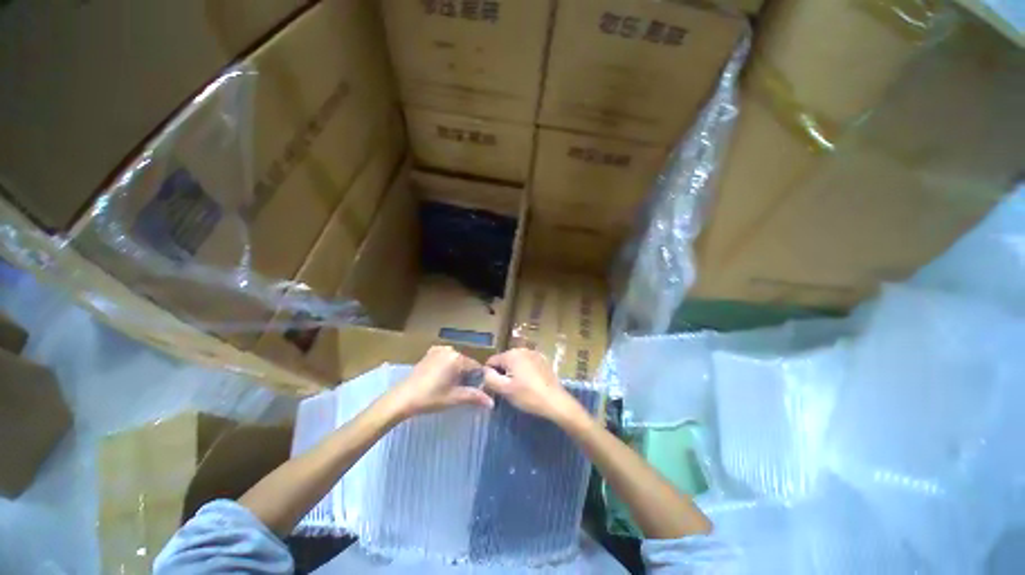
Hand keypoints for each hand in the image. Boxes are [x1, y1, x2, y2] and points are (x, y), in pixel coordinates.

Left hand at [382, 346, 493, 419]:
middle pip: (466, 363)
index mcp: (458, 358)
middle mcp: (450, 349)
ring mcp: (439, 350)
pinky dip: (447, 366)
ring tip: (450, 386)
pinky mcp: (430, 353)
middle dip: (467, 376)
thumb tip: (492, 403)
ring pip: (456, 361)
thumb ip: (475, 397)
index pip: (476, 367)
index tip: (475, 392)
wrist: (402, 398)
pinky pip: (446, 358)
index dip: (478, 380)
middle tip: (461, 391)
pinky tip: (441, 378)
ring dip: (457, 371)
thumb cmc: (430, 398)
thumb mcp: (454, 398)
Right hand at [483, 348, 585, 424]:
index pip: (491, 361)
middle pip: (504, 360)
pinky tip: (530, 384)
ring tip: (520, 388)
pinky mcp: (543, 360)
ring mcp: (534, 353)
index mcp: (511, 354)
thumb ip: (489, 378)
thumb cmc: (528, 395)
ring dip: (514, 372)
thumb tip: (485, 371)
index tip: (495, 388)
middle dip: (503, 373)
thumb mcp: (504, 389)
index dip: (490, 375)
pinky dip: (525, 371)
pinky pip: (527, 364)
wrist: (555, 401)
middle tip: (508, 389)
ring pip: (516, 362)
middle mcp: (522, 349)